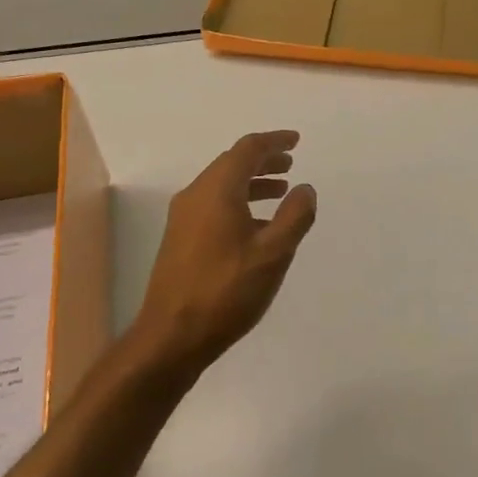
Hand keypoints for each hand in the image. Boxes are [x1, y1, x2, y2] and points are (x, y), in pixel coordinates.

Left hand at [136, 131, 317, 366]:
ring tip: (280, 192)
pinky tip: (257, 226)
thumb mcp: (273, 253)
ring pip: (222, 186)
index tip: (296, 141)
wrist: (172, 335)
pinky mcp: (180, 240)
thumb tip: (305, 189)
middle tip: (290, 164)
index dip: (274, 141)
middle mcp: (195, 196)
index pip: (247, 150)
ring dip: (252, 183)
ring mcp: (183, 219)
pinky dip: (239, 203)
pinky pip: (213, 206)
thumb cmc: (226, 290)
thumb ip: (295, 216)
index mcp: (217, 191)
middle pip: (231, 164)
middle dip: (263, 161)